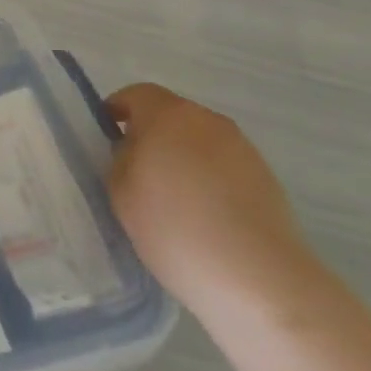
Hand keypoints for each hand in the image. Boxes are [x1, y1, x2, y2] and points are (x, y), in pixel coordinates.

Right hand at [105, 83, 321, 334]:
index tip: (106, 140)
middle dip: (150, 136)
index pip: (135, 94)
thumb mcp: (120, 192)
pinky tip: (204, 216)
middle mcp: (207, 119)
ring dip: (181, 158)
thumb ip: (120, 159)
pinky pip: (222, 165)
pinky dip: (207, 179)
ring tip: (172, 200)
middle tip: (135, 173)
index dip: (116, 112)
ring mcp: (241, 147)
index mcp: (167, 114)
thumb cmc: (173, 227)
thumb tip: (133, 150)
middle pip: (169, 116)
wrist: (256, 276)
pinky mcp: (265, 176)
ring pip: (197, 141)